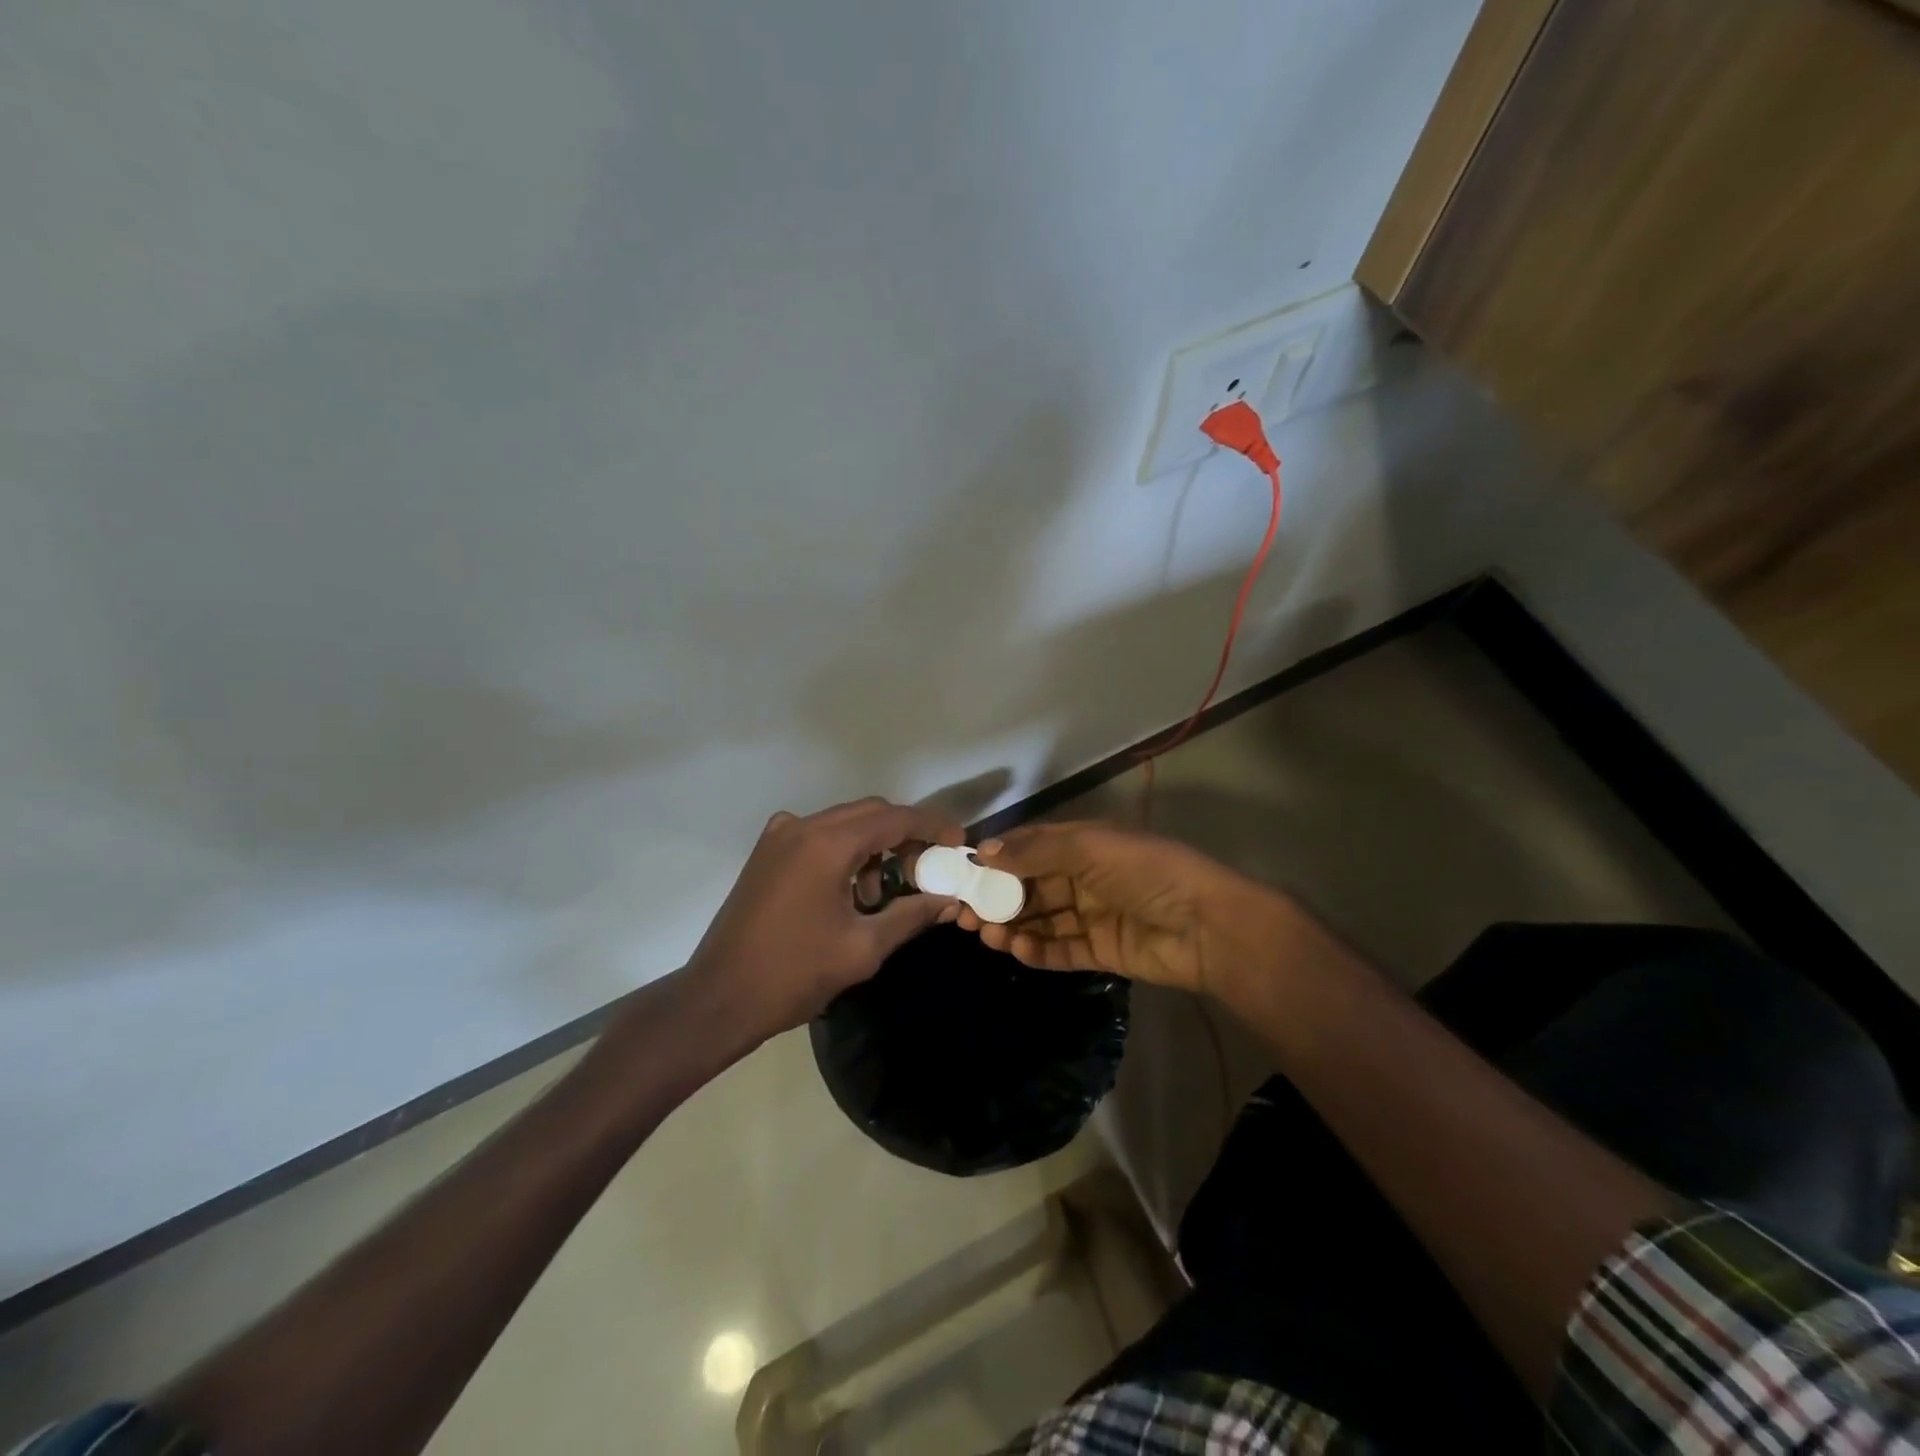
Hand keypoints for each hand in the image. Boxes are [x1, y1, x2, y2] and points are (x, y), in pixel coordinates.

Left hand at [685, 797, 965, 1044]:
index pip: (895, 818)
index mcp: (828, 844)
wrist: (719, 998)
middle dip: (905, 835)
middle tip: (927, 869)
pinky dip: (843, 850)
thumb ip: (911, 915)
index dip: (932, 827)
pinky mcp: (766, 852)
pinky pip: (818, 835)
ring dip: (873, 846)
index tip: (959, 844)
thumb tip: (948, 900)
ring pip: (844, 822)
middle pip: (870, 813)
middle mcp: (803, 827)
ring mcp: (779, 836)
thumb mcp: (863, 948)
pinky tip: (847, 889)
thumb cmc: (794, 975)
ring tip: (880, 895)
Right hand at [959, 821, 1288, 999]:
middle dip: (997, 897)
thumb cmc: (1145, 872)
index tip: (962, 874)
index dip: (996, 859)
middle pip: (1030, 886)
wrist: (1207, 926)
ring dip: (1012, 925)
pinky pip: (1061, 949)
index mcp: (1084, 844)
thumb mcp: (1088, 848)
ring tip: (985, 934)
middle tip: (963, 914)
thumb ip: (1035, 852)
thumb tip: (983, 852)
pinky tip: (1016, 949)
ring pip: (1042, 919)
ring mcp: (1093, 915)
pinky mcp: (1102, 951)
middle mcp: (1085, 877)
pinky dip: (1037, 950)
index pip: (1030, 847)